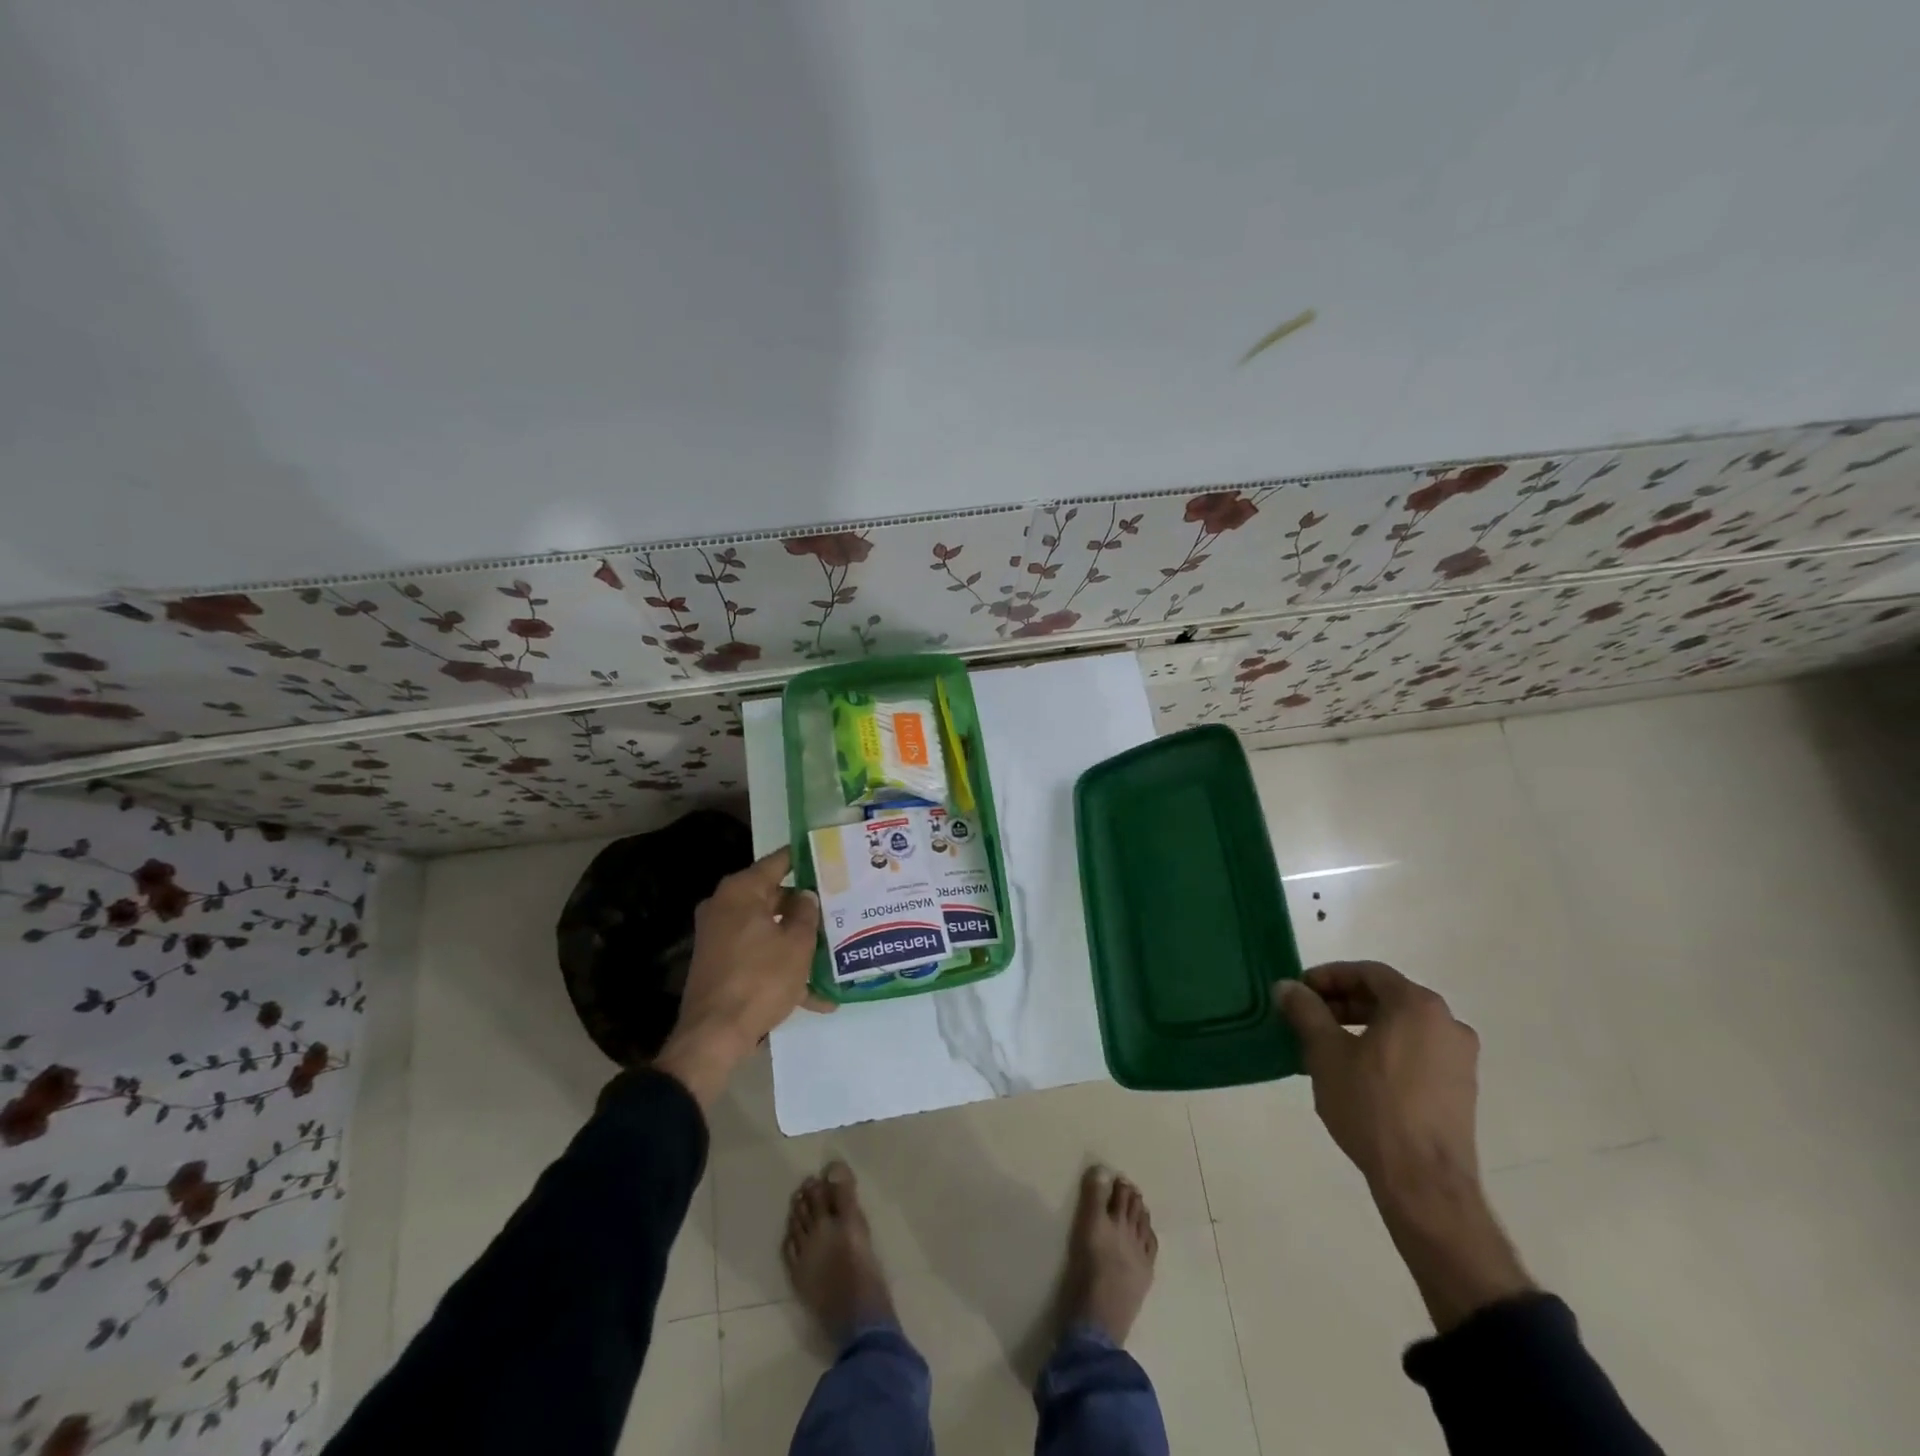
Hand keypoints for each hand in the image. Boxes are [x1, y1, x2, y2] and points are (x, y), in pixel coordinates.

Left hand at [655, 847, 821, 1107]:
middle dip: (805, 907)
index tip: (829, 855)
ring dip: (797, 941)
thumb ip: (807, 913)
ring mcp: (719, 936)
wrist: (714, 1036)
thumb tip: (806, 896)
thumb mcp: (797, 944)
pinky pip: (757, 955)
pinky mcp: (720, 964)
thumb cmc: (760, 979)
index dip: (805, 858)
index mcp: (741, 891)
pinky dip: (781, 968)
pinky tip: (815, 997)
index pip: (779, 861)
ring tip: (834, 951)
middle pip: (773, 896)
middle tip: (839, 907)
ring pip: (768, 929)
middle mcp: (725, 906)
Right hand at [1277, 961, 1533, 1330]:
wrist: (1424, 1182)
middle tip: (1307, 1018)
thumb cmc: (1372, 1105)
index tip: (1300, 991)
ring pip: (1399, 1027)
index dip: (1328, 976)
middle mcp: (1446, 1024)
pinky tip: (1353, 1074)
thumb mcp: (1326, 1052)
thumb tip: (1287, 987)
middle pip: (1386, 998)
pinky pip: (1414, 1052)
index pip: (1368, 973)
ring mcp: (1458, 1059)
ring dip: (1359, 1028)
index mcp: (1417, 1006)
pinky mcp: (1459, 1090)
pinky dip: (1382, 1051)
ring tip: (1324, 1048)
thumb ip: (1306, 1011)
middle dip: (1341, 1003)